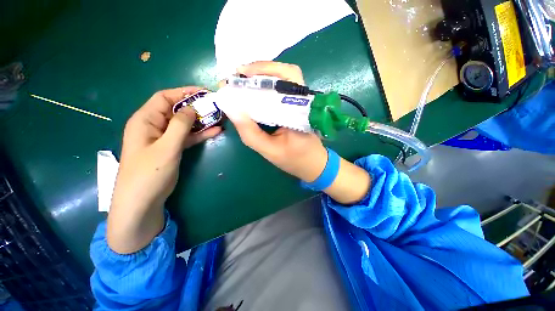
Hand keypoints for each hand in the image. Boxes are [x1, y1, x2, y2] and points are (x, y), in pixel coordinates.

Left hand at [107, 87, 220, 253]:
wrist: (143, 201)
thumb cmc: (149, 173)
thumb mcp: (166, 147)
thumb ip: (180, 126)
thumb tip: (191, 108)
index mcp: (145, 120)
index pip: (164, 98)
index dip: (184, 93)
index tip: (204, 92)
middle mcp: (154, 126)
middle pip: (177, 110)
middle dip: (196, 107)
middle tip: (216, 106)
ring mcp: (165, 138)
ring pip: (185, 124)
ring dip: (201, 121)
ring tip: (219, 117)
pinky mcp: (173, 148)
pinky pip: (188, 137)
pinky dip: (201, 134)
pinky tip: (215, 131)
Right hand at [224, 61, 327, 182]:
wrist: (313, 164)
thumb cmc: (294, 159)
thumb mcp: (269, 150)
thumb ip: (250, 132)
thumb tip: (231, 108)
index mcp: (300, 110)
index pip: (284, 79)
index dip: (259, 72)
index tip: (237, 76)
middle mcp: (303, 101)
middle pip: (286, 72)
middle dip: (259, 70)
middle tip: (238, 76)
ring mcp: (302, 102)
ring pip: (285, 77)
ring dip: (263, 75)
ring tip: (244, 80)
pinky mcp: (298, 106)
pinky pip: (283, 89)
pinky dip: (268, 85)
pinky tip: (256, 90)